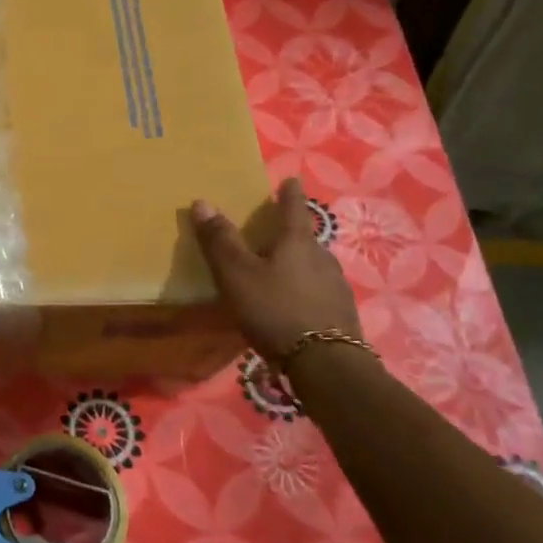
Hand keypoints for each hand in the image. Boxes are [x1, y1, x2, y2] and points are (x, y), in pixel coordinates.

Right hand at [191, 177, 361, 361]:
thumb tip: (202, 201)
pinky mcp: (340, 312)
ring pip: (312, 264)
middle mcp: (322, 257)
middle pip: (304, 237)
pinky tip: (291, 303)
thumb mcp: (237, 274)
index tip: (290, 179)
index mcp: (297, 242)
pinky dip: (302, 288)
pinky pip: (317, 289)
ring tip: (277, 270)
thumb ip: (220, 241)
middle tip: (270, 232)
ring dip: (296, 262)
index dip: (289, 193)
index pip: (294, 207)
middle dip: (288, 232)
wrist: (326, 363)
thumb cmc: (275, 309)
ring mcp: (336, 285)